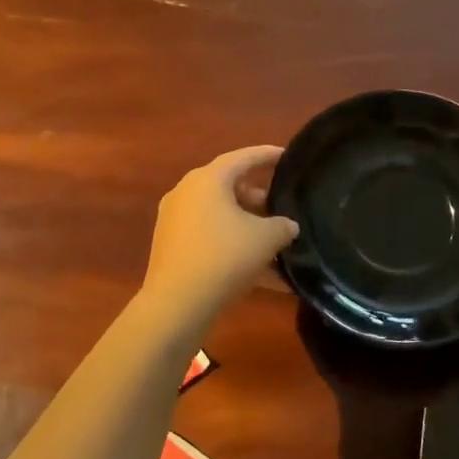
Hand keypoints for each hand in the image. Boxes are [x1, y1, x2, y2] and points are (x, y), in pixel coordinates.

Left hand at [141, 146, 298, 317]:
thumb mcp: (265, 239)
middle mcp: (187, 192)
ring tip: (274, 241)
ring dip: (247, 224)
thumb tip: (287, 226)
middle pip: (228, 186)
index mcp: (208, 179)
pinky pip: (210, 237)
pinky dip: (233, 245)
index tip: (286, 155)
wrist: (177, 304)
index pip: (243, 157)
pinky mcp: (171, 246)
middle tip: (282, 205)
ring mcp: (175, 220)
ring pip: (219, 214)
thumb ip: (283, 226)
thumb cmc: (224, 257)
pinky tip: (261, 272)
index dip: (267, 155)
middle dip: (258, 196)